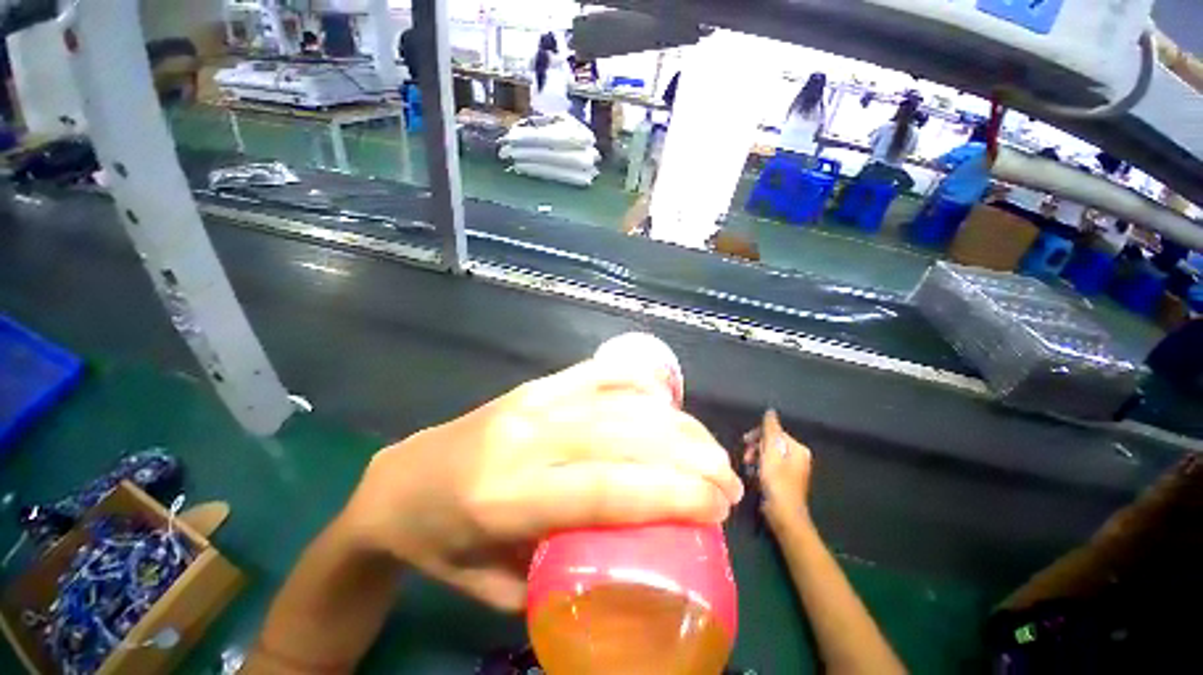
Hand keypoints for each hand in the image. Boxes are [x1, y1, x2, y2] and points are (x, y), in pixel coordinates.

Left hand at [339, 359, 743, 611]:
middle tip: (727, 478)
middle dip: (686, 456)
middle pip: (621, 437)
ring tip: (708, 446)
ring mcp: (531, 402)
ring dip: (672, 422)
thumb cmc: (442, 542)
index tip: (716, 506)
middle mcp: (525, 439)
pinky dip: (636, 383)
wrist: (398, 479)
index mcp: (506, 499)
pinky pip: (595, 374)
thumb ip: (561, 575)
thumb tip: (628, 559)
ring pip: (616, 402)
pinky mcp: (534, 384)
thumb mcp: (494, 587)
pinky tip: (665, 398)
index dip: (669, 493)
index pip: (605, 489)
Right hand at [742, 409, 812, 526]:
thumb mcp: (771, 453)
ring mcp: (793, 469)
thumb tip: (770, 412)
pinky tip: (754, 474)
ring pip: (769, 455)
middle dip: (756, 447)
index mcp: (798, 449)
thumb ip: (770, 431)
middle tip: (746, 456)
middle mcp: (798, 457)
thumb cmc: (777, 482)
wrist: (784, 515)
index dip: (757, 436)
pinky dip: (761, 467)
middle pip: (772, 443)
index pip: (774, 432)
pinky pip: (771, 466)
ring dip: (756, 457)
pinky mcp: (785, 480)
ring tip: (748, 466)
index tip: (745, 443)